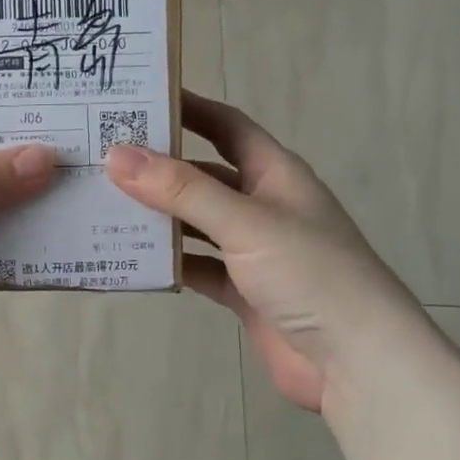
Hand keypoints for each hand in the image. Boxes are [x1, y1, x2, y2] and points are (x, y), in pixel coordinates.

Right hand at [104, 91, 417, 411]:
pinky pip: (197, 267)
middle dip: (159, 166)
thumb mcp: (245, 222)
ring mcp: (253, 251)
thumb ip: (182, 190)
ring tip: (103, 205)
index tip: (140, 98)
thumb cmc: (310, 274)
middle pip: (203, 175)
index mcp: (275, 174)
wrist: (356, 361)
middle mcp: (263, 206)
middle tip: (103, 157)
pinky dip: (169, 263)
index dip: (189, 108)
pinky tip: (131, 259)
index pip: (227, 126)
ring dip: (158, 217)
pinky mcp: (243, 291)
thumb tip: (117, 156)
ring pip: (196, 223)